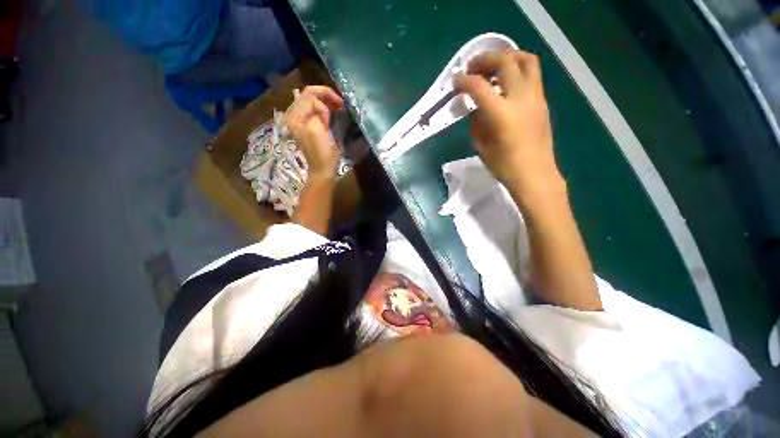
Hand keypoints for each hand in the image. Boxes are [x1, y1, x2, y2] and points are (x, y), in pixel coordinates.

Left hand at [286, 86, 343, 179]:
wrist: (323, 168)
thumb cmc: (322, 151)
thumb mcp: (316, 128)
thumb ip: (316, 111)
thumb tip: (321, 108)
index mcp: (294, 115)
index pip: (309, 96)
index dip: (324, 102)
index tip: (335, 114)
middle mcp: (294, 115)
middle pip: (309, 94)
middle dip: (325, 96)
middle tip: (340, 103)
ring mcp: (301, 120)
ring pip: (312, 101)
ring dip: (326, 101)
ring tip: (338, 106)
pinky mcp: (308, 126)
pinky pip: (314, 110)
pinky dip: (324, 108)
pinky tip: (332, 111)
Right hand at [455, 50, 563, 196]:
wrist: (534, 174)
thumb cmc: (504, 165)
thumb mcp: (481, 145)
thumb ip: (476, 122)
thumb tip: (474, 108)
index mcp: (501, 113)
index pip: (479, 86)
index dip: (464, 81)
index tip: (455, 81)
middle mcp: (521, 98)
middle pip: (505, 61)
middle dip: (485, 59)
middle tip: (473, 67)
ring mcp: (536, 96)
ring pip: (526, 60)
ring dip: (506, 57)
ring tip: (492, 67)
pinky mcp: (542, 101)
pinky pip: (532, 74)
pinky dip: (517, 69)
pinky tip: (506, 83)